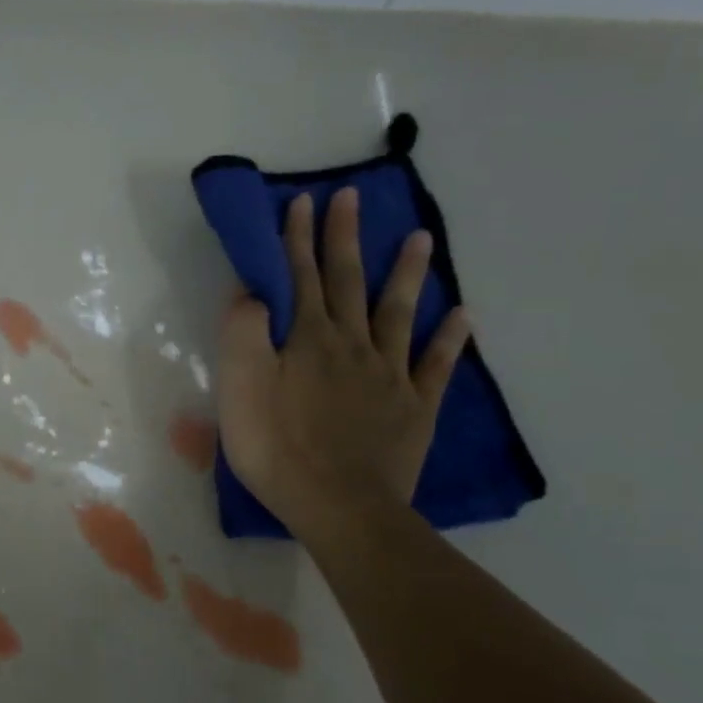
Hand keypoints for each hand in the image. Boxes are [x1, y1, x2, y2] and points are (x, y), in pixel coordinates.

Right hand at [217, 188, 470, 532]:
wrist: (338, 504)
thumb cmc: (278, 447)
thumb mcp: (240, 388)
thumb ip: (243, 334)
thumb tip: (252, 294)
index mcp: (308, 339)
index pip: (299, 277)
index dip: (298, 239)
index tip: (303, 201)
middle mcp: (352, 345)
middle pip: (347, 282)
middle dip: (346, 238)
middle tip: (353, 198)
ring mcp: (389, 374)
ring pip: (398, 312)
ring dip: (406, 273)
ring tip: (420, 238)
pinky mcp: (414, 407)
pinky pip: (436, 365)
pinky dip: (450, 339)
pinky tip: (462, 316)